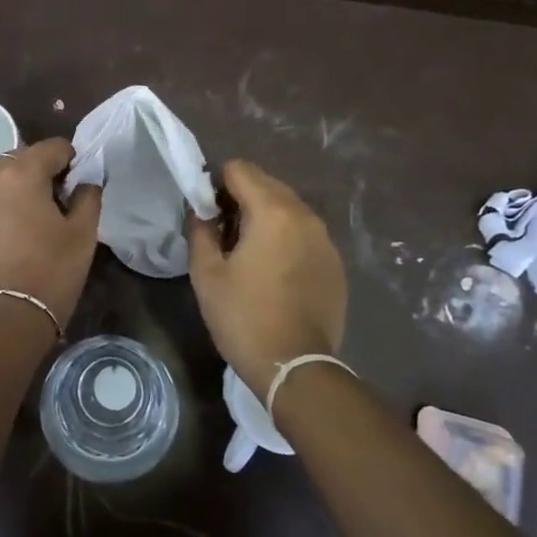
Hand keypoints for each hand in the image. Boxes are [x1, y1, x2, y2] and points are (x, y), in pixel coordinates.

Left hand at [0, 139, 101, 332]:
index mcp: (21, 172)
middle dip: (45, 171)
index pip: (53, 147)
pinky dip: (5, 206)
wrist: (2, 321)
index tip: (81, 185)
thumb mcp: (82, 234)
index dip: (73, 160)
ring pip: (3, 180)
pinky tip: (19, 235)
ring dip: (23, 188)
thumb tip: (85, 182)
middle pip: (24, 159)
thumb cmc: (50, 272)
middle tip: (63, 202)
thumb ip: (88, 196)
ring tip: (40, 219)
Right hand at [187, 159, 346, 398]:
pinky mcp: (335, 262)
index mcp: (273, 211)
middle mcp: (305, 215)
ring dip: (265, 218)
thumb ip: (200, 229)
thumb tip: (201, 210)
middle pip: (266, 184)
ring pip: (288, 208)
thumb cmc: (244, 317)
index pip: (240, 168)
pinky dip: (286, 239)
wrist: (296, 367)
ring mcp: (325, 239)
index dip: (216, 184)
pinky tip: (275, 273)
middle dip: (241, 199)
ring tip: (249, 255)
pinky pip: (304, 233)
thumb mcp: (207, 274)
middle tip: (224, 235)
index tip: (208, 215)